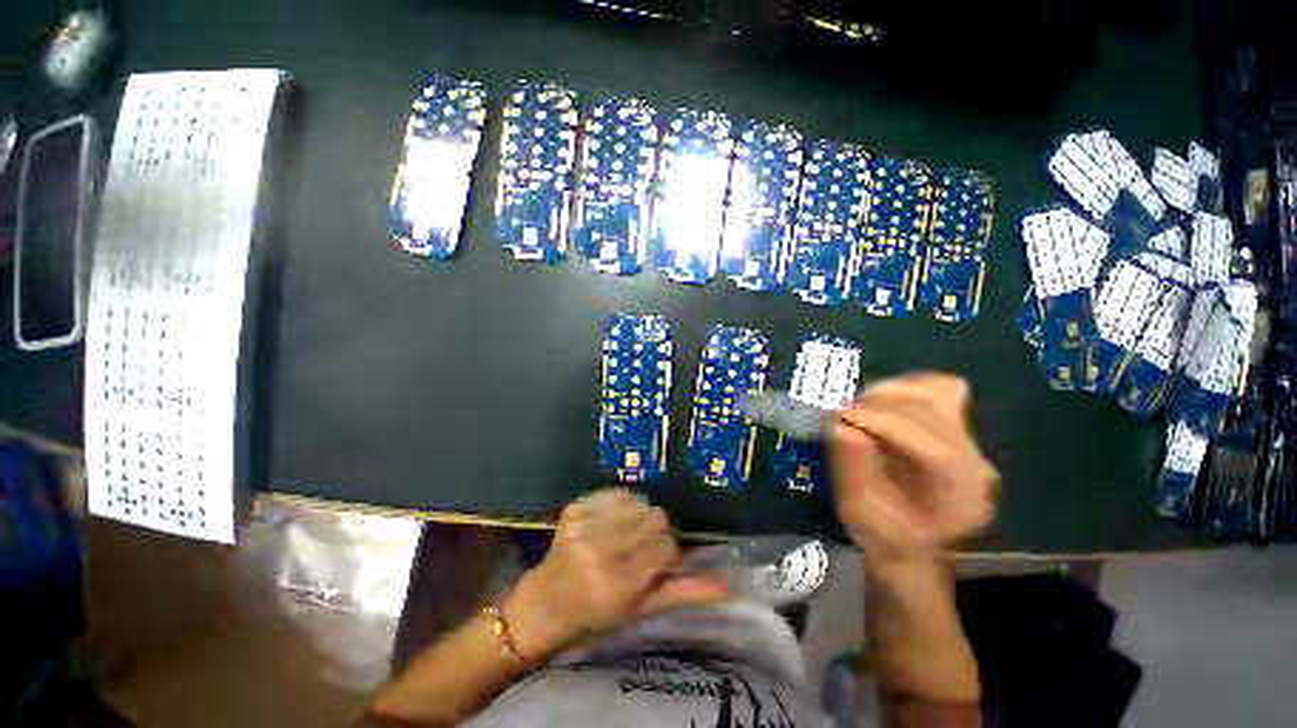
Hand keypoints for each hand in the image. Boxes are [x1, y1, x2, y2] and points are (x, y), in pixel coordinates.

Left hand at [502, 488, 728, 660]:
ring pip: (638, 501)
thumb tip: (726, 584)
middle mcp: (600, 549)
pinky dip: (621, 504)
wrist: (541, 607)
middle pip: (655, 517)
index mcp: (617, 583)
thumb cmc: (593, 618)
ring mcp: (583, 525)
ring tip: (626, 535)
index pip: (666, 546)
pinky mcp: (574, 508)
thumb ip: (681, 593)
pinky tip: (612, 522)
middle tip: (641, 549)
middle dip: (655, 533)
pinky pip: (615, 492)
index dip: (667, 553)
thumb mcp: (638, 610)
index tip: (657, 564)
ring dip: (639, 516)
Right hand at [830, 373, 997, 565]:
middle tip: (840, 416)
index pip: (936, 447)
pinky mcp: (954, 423)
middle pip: (933, 414)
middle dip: (878, 408)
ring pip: (936, 392)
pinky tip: (879, 405)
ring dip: (889, 396)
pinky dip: (903, 389)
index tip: (842, 415)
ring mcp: (968, 439)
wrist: (909, 539)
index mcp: (960, 496)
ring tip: (858, 411)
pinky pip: (935, 387)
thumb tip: (843, 425)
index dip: (885, 424)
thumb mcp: (859, 510)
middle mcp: (975, 462)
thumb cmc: (883, 532)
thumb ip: (853, 468)